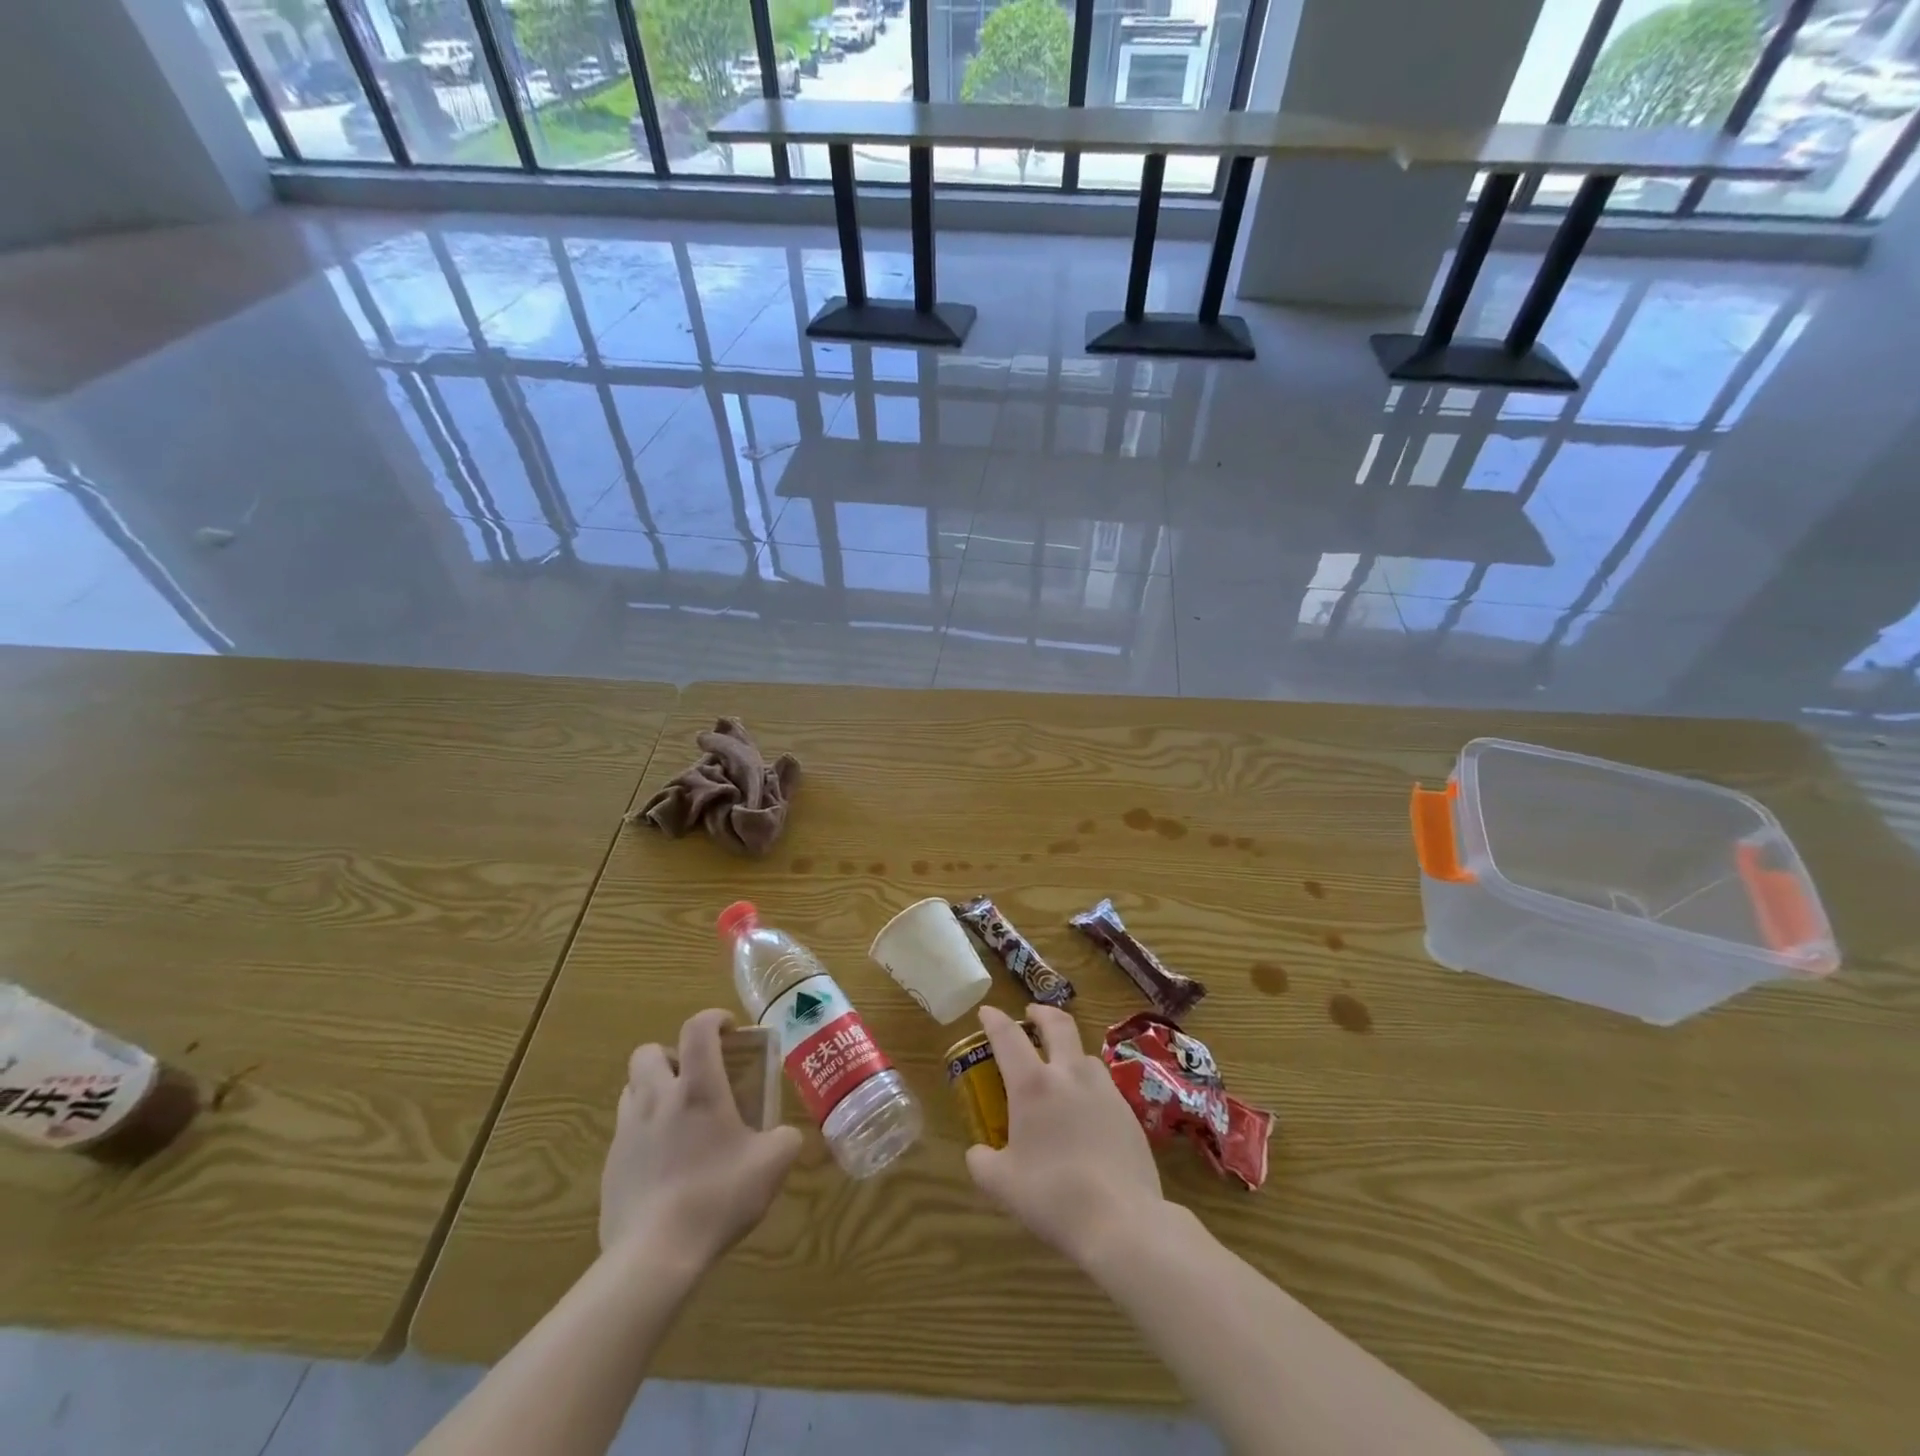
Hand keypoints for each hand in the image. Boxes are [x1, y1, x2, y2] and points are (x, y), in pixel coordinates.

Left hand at [600, 1009, 801, 1267]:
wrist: (654, 1256)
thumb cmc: (717, 1196)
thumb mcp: (772, 1164)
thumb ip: (785, 1139)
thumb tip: (785, 1135)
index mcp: (697, 1088)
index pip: (697, 1028)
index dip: (714, 1019)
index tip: (730, 1031)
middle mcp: (657, 1098)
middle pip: (649, 1052)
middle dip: (673, 1054)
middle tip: (696, 1077)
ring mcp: (628, 1131)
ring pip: (631, 1088)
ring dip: (653, 1089)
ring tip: (677, 1115)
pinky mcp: (610, 1165)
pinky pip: (624, 1131)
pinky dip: (643, 1131)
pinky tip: (664, 1161)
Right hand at [964, 1004, 1164, 1266]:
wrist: (1122, 1220)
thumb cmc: (1053, 1197)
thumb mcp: (1002, 1185)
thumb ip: (982, 1163)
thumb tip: (978, 1152)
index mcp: (1033, 1085)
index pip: (1008, 1036)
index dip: (994, 1019)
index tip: (986, 1011)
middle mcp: (1069, 1074)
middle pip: (1057, 1025)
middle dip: (1042, 1013)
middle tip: (1032, 1013)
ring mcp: (1103, 1089)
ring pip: (1084, 1053)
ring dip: (1069, 1049)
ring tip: (1061, 1064)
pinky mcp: (1128, 1111)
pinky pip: (1103, 1083)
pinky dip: (1088, 1082)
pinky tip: (1086, 1106)